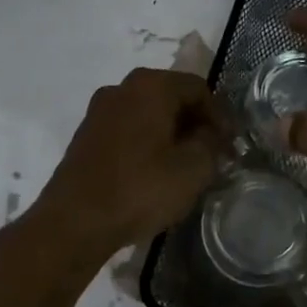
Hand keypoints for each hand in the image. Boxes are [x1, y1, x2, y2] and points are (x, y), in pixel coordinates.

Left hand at [28, 68, 225, 261]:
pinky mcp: (86, 137)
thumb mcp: (193, 169)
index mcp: (151, 86)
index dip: (220, 116)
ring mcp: (99, 112)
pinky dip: (147, 144)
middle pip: (171, 98)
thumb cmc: (141, 189)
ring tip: (186, 167)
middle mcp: (121, 88)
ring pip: (148, 115)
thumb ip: (211, 143)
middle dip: (195, 124)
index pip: (199, 88)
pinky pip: (128, 131)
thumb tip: (212, 135)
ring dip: (171, 135)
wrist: (75, 221)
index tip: (230, 146)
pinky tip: (155, 173)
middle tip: (212, 155)